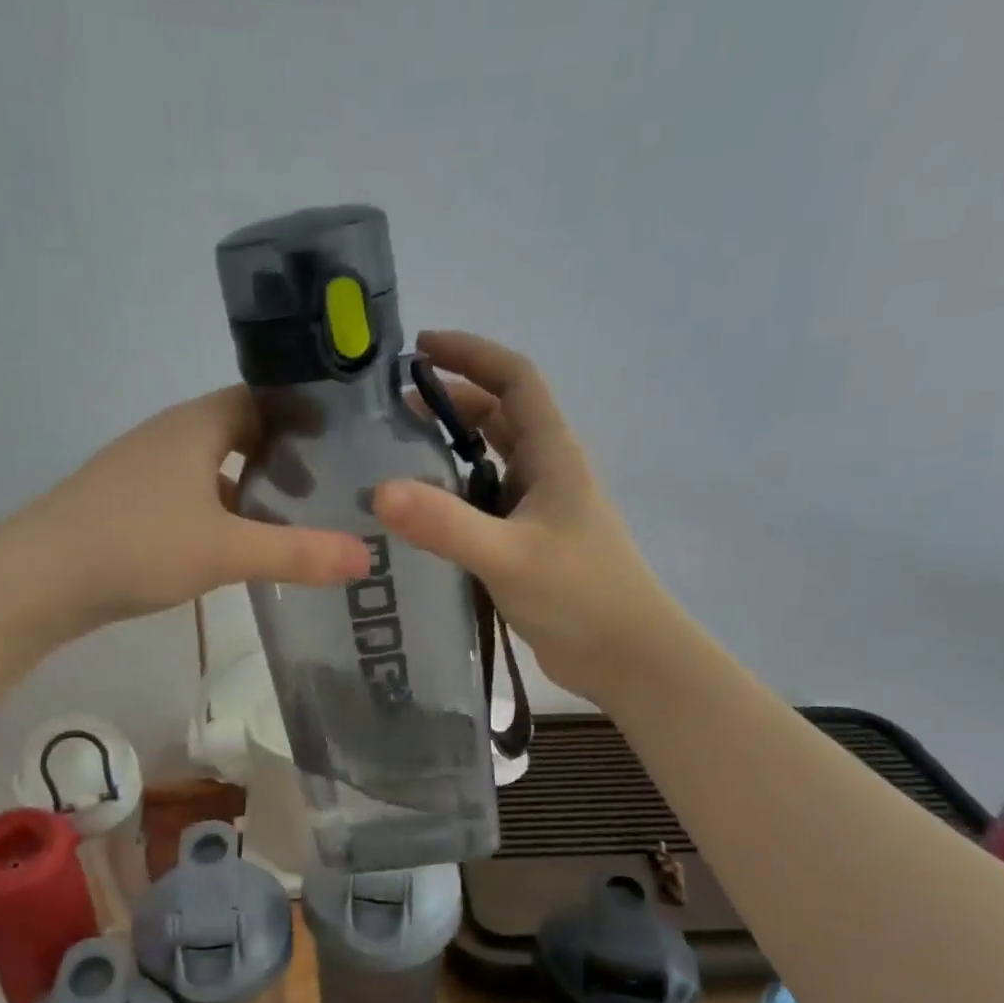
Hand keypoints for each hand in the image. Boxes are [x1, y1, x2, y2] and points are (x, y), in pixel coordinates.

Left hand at [17, 385, 370, 640]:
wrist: (37, 579)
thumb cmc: (136, 546)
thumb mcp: (226, 551)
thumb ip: (298, 553)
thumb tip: (367, 558)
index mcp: (196, 425)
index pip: (263, 398)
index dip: (305, 416)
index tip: (347, 444)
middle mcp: (171, 436)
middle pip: (241, 432)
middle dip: (286, 457)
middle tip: (330, 489)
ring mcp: (146, 470)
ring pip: (215, 469)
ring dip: (253, 489)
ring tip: (297, 520)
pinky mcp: (131, 504)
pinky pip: (192, 497)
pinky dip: (223, 513)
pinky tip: (240, 548)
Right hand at [374, 330, 676, 702]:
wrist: (625, 656)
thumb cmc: (581, 596)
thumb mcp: (509, 556)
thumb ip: (446, 525)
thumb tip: (378, 492)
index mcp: (553, 454)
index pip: (515, 379)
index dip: (471, 354)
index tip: (421, 346)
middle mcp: (546, 472)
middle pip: (497, 415)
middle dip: (449, 401)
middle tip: (391, 410)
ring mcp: (537, 509)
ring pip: (489, 461)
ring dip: (449, 448)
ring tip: (395, 454)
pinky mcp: (526, 544)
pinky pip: (483, 503)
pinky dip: (451, 495)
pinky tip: (419, 514)